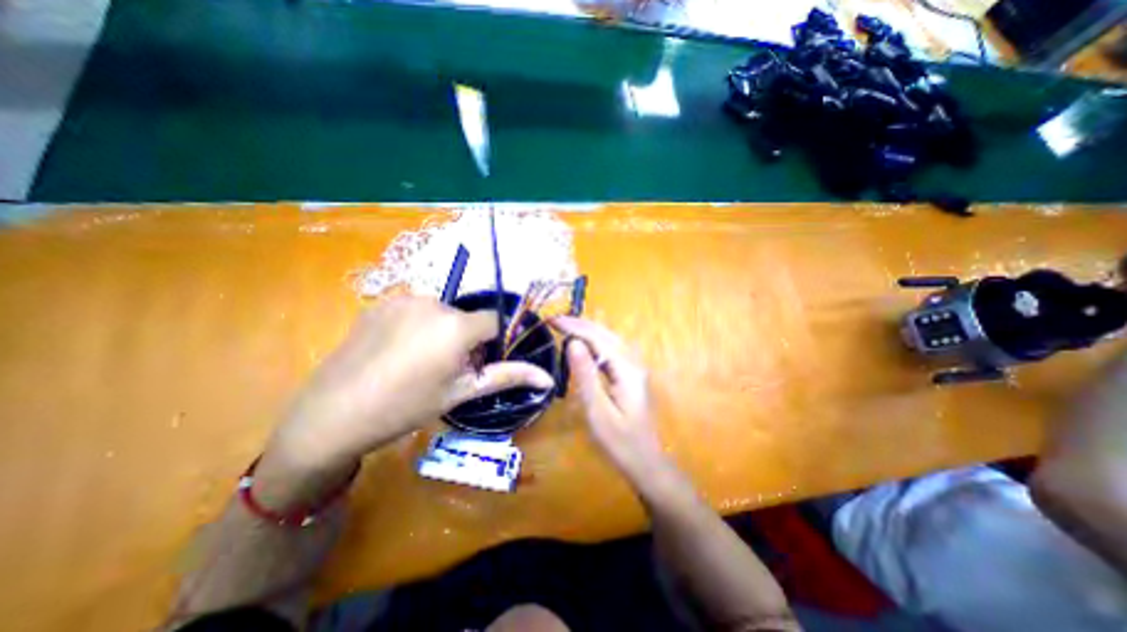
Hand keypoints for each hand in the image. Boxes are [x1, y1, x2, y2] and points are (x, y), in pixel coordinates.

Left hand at [272, 299, 552, 471]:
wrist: (332, 414)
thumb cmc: (405, 407)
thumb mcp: (461, 392)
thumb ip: (507, 377)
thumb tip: (547, 377)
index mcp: (456, 325)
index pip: (495, 320)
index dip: (493, 342)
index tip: (480, 363)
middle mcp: (433, 302)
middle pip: (467, 317)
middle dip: (467, 340)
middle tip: (447, 370)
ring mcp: (403, 298)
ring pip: (442, 312)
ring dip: (443, 332)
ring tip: (420, 362)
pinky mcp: (382, 302)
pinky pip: (416, 309)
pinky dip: (419, 325)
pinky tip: (398, 351)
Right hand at [554, 317, 665, 484]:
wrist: (646, 463)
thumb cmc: (620, 443)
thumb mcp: (598, 412)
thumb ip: (586, 376)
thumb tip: (572, 343)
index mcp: (627, 370)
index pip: (598, 339)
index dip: (575, 327)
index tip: (552, 320)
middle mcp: (634, 363)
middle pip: (606, 335)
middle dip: (581, 324)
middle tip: (555, 320)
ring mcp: (634, 368)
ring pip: (610, 339)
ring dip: (588, 329)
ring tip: (566, 325)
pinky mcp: (631, 375)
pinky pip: (612, 350)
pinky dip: (595, 341)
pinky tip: (585, 342)